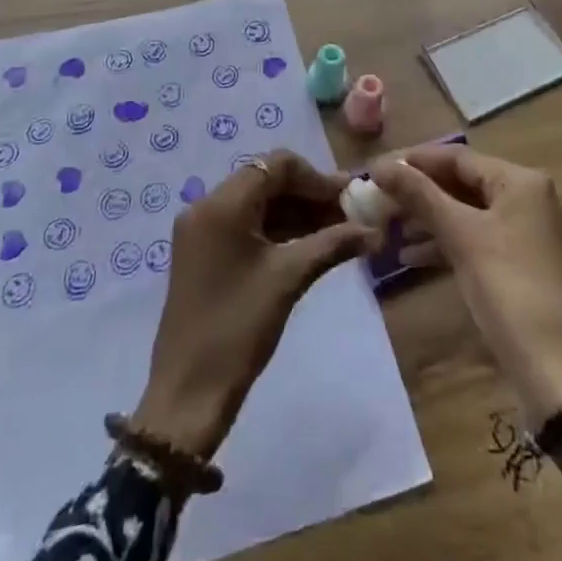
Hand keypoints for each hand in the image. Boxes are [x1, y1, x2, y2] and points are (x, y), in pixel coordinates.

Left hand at [134, 151, 377, 460]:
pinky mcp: (202, 252)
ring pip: (257, 204)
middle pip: (267, 180)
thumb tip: (374, 231)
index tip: (350, 198)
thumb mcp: (289, 279)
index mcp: (222, 203)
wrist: (187, 395)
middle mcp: (206, 205)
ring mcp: (201, 230)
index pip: (276, 165)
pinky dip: (276, 230)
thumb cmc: (238, 329)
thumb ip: (332, 244)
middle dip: (309, 195)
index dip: (317, 178)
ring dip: (296, 213)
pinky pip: (245, 225)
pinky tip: (309, 246)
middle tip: (350, 215)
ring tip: (337, 232)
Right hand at [374, 146, 561, 424]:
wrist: (559, 372)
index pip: (458, 157)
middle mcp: (530, 198)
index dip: (416, 161)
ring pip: (469, 213)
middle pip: (464, 184)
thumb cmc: (509, 289)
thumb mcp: (461, 236)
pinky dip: (448, 243)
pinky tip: (412, 258)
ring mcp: (530, 234)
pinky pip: (479, 240)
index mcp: (522, 181)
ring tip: (390, 230)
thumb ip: (420, 195)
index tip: (377, 170)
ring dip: (430, 220)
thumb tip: (379, 165)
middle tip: (380, 201)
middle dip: (421, 193)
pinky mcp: (525, 265)